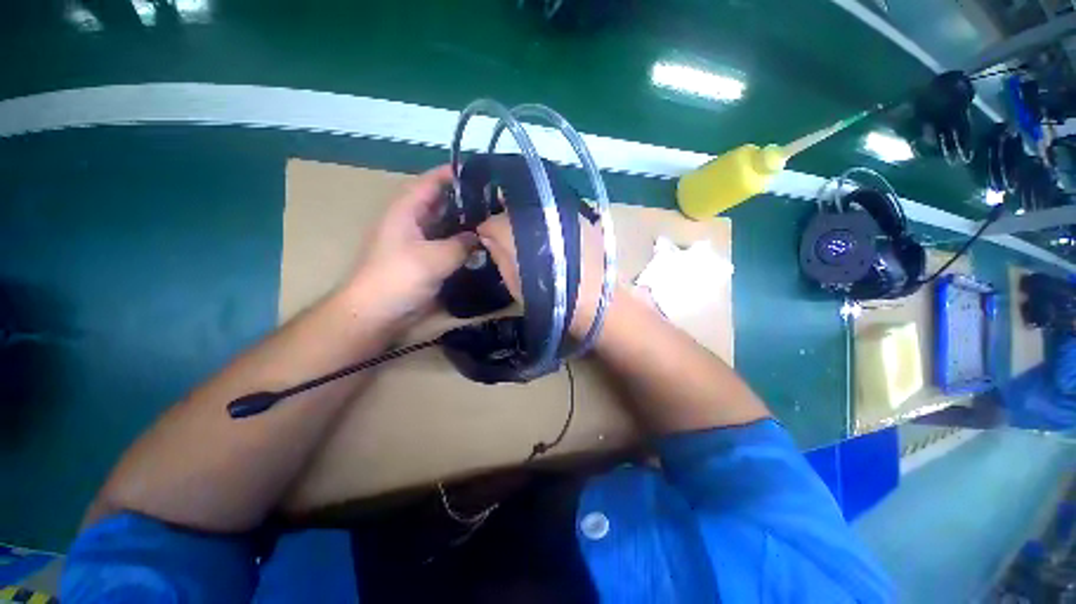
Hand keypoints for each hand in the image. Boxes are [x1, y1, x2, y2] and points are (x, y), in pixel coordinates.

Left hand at [346, 165, 476, 325]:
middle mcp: (412, 222)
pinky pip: (446, 245)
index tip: (480, 173)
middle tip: (494, 201)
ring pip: (445, 225)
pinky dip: (461, 243)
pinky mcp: (424, 261)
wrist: (376, 313)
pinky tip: (480, 246)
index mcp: (406, 211)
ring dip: (465, 223)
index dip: (452, 174)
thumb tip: (479, 237)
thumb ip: (461, 244)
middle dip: (464, 200)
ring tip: (492, 221)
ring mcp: (418, 243)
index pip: (430, 182)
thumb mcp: (435, 258)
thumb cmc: (399, 278)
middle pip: (440, 203)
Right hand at [477, 212, 608, 337]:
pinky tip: (551, 236)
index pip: (492, 223)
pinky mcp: (580, 217)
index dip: (487, 232)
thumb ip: (500, 257)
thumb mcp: (515, 285)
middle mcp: (537, 215)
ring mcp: (561, 213)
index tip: (487, 240)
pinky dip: (548, 221)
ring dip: (528, 219)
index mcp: (516, 233)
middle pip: (513, 210)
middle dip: (506, 222)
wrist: (595, 302)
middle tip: (507, 237)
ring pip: (535, 207)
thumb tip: (489, 238)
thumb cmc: (550, 300)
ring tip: (530, 236)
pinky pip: (555, 212)